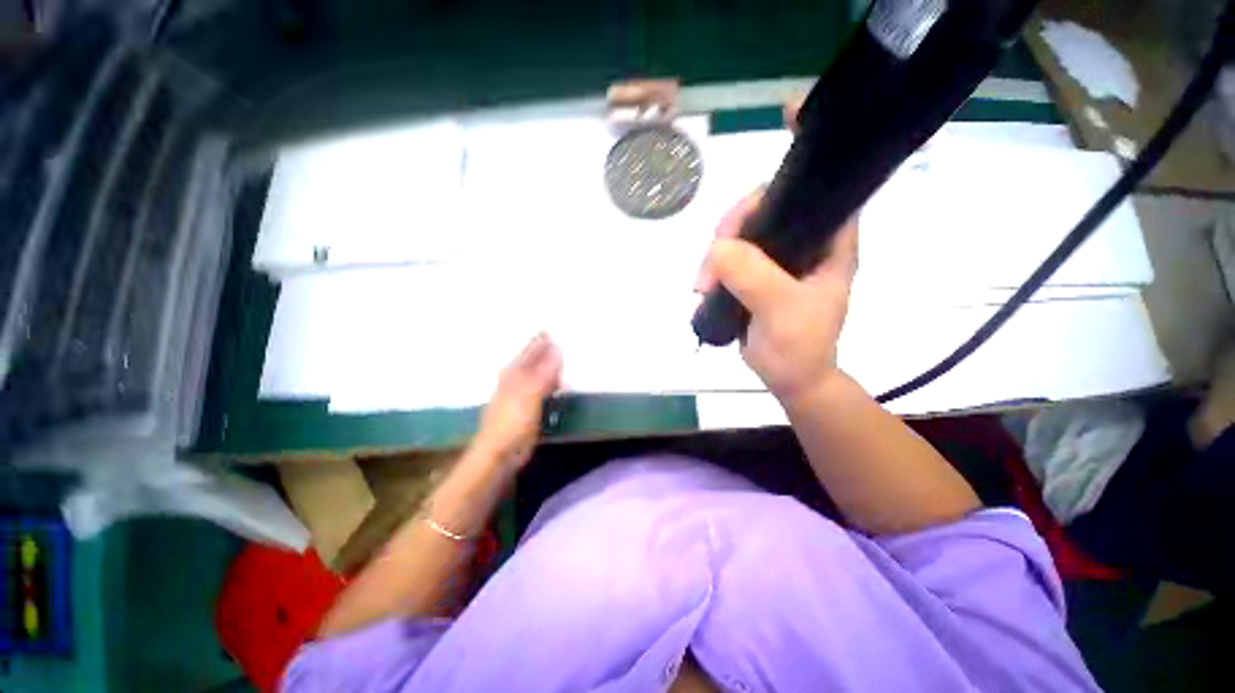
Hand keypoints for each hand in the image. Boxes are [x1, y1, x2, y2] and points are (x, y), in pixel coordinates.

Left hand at [474, 333, 562, 470]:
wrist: (500, 453)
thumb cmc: (513, 421)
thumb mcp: (531, 393)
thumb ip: (545, 371)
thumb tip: (557, 348)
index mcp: (514, 373)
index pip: (530, 351)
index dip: (540, 341)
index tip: (550, 329)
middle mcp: (516, 381)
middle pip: (533, 361)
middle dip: (544, 351)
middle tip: (559, 340)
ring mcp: (521, 396)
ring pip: (538, 375)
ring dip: (550, 368)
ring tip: (563, 360)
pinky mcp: (527, 410)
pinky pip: (543, 390)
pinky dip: (552, 385)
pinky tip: (559, 386)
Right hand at [694, 93, 858, 402]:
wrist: (788, 377)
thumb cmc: (800, 347)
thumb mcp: (783, 312)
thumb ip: (755, 277)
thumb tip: (719, 249)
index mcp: (830, 240)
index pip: (825, 183)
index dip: (808, 146)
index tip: (789, 113)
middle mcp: (804, 240)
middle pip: (764, 204)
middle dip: (732, 227)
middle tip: (713, 266)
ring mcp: (775, 256)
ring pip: (739, 232)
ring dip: (716, 253)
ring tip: (704, 286)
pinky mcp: (753, 272)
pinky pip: (727, 254)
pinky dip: (712, 266)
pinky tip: (704, 286)